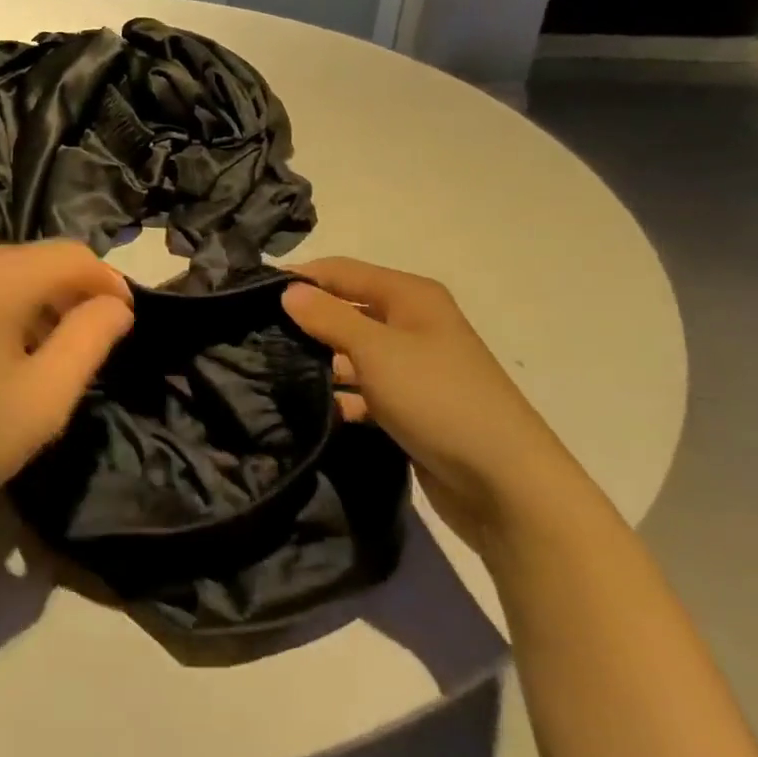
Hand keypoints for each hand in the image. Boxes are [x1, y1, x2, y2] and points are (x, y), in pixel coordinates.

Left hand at [0, 243, 133, 530]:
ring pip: (2, 271)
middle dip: (71, 294)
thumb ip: (89, 341)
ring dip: (35, 301)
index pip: (72, 255)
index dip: (108, 283)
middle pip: (36, 259)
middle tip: (85, 348)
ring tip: (43, 355)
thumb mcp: (42, 400)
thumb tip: (115, 305)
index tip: (124, 325)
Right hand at [283, 258, 586, 554]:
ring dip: (320, 361)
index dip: (300, 277)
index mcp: (410, 297)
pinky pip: (364, 390)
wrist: (506, 485)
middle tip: (255, 334)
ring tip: (270, 370)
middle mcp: (412, 324)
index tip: (251, 293)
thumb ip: (328, 317)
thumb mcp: (377, 350)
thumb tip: (287, 290)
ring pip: (352, 353)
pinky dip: (340, 396)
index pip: (341, 271)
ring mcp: (412, 368)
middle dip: (306, 320)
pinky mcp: (410, 407)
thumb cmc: (439, 398)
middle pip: (346, 310)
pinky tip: (310, 407)